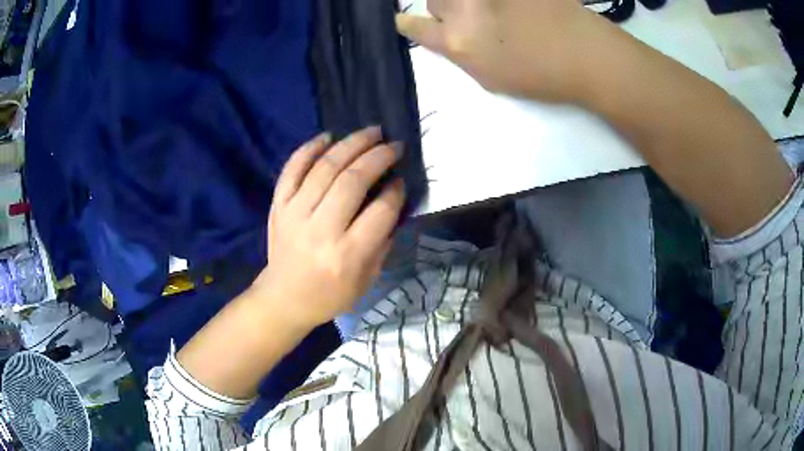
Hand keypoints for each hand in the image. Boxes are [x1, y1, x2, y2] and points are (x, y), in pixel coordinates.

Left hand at [252, 127, 404, 327]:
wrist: (284, 298)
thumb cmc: (330, 294)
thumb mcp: (367, 279)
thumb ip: (383, 241)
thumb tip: (393, 199)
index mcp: (347, 255)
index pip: (380, 211)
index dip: (396, 190)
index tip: (401, 179)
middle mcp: (321, 230)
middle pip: (353, 181)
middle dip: (378, 156)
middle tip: (393, 145)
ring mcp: (295, 214)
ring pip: (325, 167)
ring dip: (351, 144)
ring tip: (371, 132)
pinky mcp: (278, 206)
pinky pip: (292, 169)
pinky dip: (309, 149)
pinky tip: (328, 136)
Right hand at [396, 0, 608, 102]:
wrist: (586, 54)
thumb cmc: (542, 76)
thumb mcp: (491, 79)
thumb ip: (462, 55)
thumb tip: (449, 39)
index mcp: (458, 41)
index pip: (415, 26)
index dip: (408, 23)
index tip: (406, 22)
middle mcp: (464, 9)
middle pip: (435, 0)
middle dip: (446, 9)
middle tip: (471, 17)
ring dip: (466, 0)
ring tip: (492, 11)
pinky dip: (493, 3)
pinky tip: (513, 12)